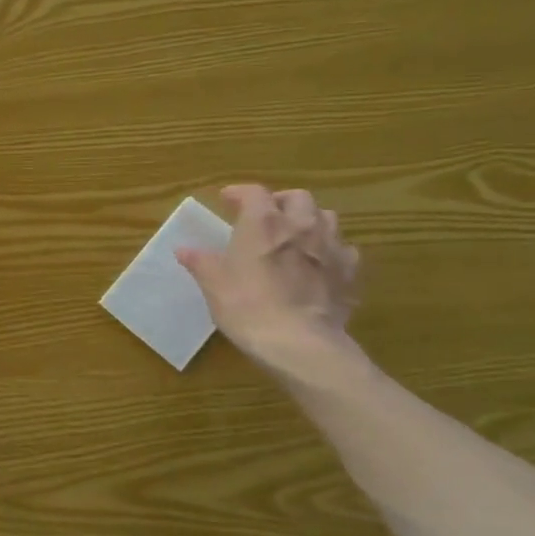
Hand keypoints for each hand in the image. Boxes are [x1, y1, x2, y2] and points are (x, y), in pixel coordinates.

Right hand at [177, 185, 361, 379]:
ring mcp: (331, 248)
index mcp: (264, 222)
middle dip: (280, 202)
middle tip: (265, 217)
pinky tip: (319, 266)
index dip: (239, 193)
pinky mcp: (350, 274)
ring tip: (295, 237)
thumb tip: (184, 249)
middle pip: (298, 197)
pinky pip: (344, 251)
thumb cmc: (247, 305)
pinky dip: (330, 251)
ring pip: (327, 218)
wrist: (299, 343)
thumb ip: (200, 261)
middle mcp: (301, 225)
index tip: (227, 200)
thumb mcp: (213, 283)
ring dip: (310, 221)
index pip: (253, 192)